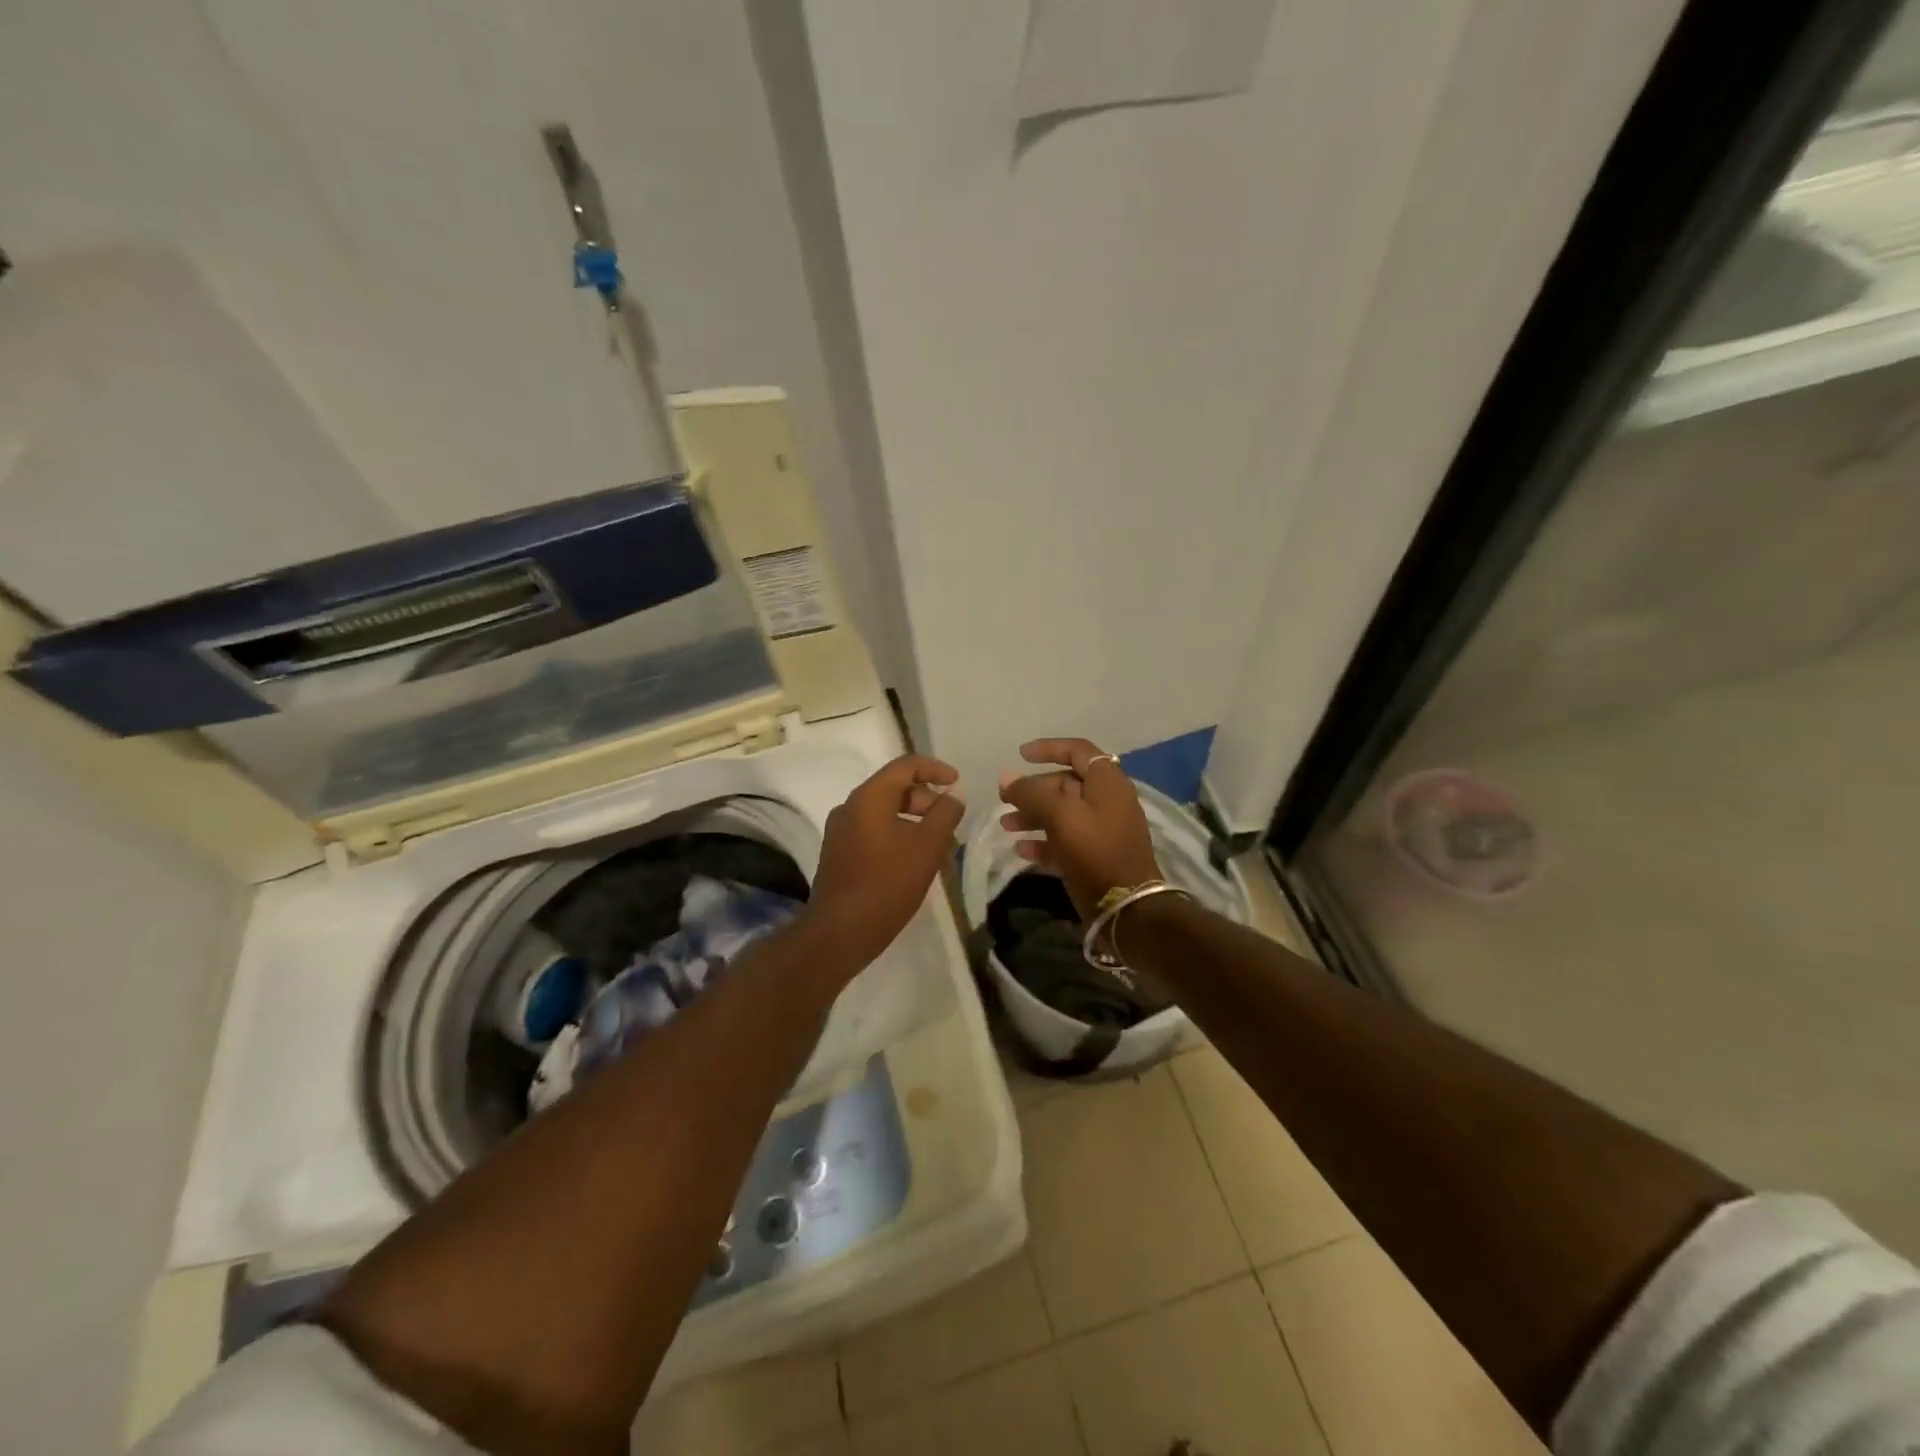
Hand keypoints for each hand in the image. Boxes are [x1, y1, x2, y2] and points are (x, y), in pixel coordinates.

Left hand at [804, 754, 965, 970]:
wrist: (839, 932)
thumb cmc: (887, 884)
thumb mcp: (927, 847)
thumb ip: (945, 814)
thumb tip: (954, 795)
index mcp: (869, 797)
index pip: (905, 765)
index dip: (935, 769)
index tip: (957, 783)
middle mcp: (850, 807)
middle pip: (894, 787)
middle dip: (926, 798)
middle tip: (950, 821)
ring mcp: (841, 831)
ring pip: (884, 811)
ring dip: (914, 819)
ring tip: (938, 843)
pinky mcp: (839, 853)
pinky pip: (873, 830)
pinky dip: (897, 834)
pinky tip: (914, 860)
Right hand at [998, 738, 1161, 919]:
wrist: (1126, 907)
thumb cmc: (1094, 851)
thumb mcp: (1060, 816)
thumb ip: (1031, 793)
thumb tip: (1005, 777)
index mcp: (1107, 782)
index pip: (1078, 750)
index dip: (1048, 748)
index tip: (1020, 755)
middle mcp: (1108, 801)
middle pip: (1066, 783)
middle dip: (1033, 789)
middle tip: (1005, 798)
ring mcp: (1103, 830)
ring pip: (1062, 813)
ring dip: (1033, 816)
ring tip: (1006, 825)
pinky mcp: (1096, 856)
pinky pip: (1065, 840)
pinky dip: (1043, 841)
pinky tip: (1021, 850)